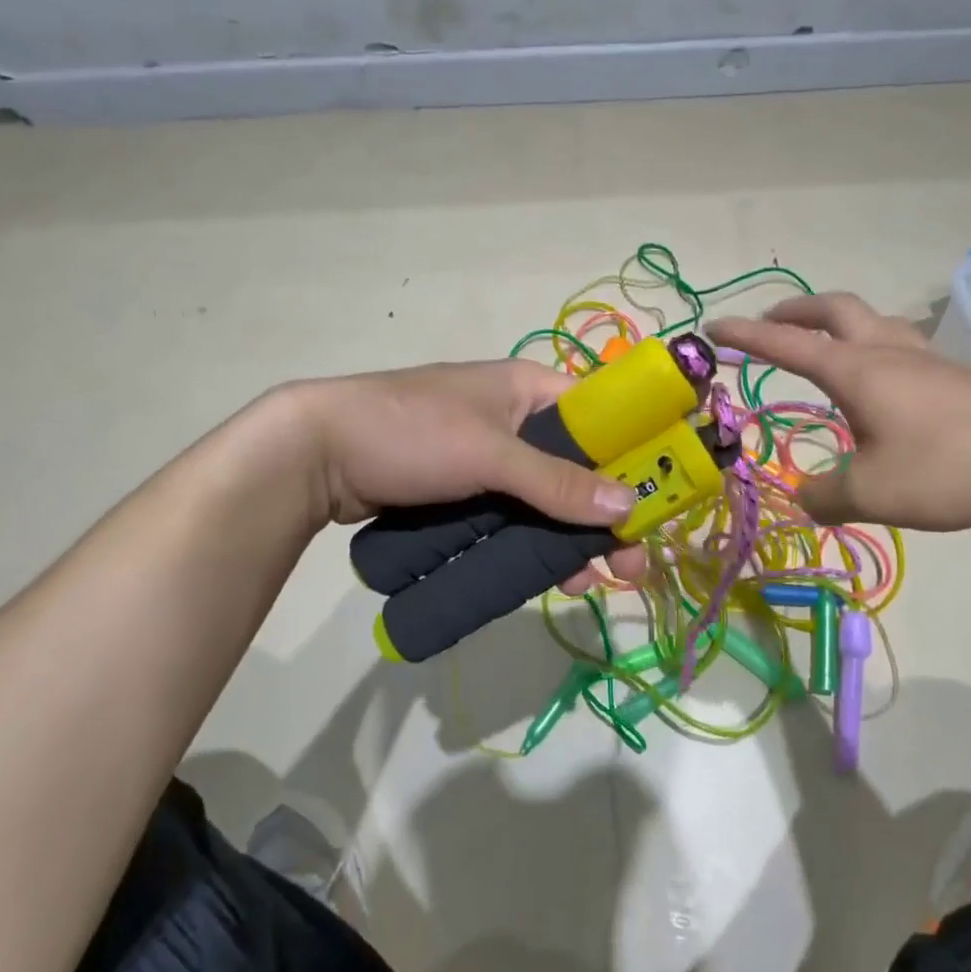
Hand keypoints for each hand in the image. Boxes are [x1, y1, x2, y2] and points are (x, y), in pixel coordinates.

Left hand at [286, 360, 649, 591]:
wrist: (316, 454)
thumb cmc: (410, 433)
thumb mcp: (489, 454)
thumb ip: (557, 481)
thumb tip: (629, 505)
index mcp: (528, 388)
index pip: (601, 415)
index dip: (633, 455)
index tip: (654, 503)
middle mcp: (516, 419)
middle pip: (578, 466)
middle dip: (604, 513)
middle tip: (628, 562)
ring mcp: (489, 457)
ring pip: (547, 498)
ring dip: (571, 537)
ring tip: (589, 583)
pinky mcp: (465, 490)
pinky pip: (514, 516)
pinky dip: (534, 543)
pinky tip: (552, 578)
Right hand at [709, 293, 970, 532]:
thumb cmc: (948, 466)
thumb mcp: (871, 492)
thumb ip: (825, 495)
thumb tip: (805, 496)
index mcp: (857, 370)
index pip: (787, 345)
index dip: (746, 336)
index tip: (714, 327)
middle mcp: (889, 354)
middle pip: (836, 310)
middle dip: (796, 311)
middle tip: (771, 320)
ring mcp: (929, 363)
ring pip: (875, 323)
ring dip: (839, 324)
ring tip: (825, 346)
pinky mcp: (959, 382)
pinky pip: (903, 350)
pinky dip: (874, 351)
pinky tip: (883, 388)